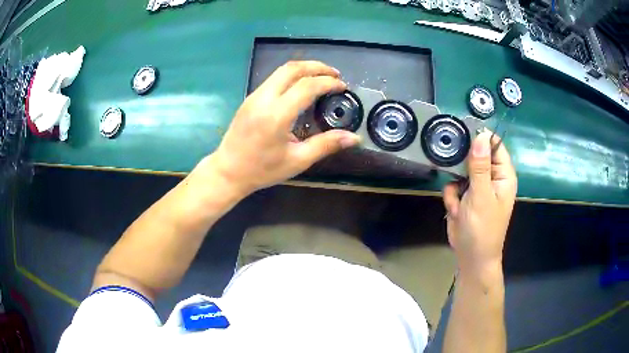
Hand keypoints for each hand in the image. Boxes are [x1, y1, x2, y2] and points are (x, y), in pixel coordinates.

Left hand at [209, 61, 360, 195]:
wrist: (228, 171)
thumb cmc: (262, 170)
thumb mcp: (297, 160)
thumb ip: (326, 145)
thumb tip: (354, 138)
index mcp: (277, 115)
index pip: (307, 86)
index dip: (328, 82)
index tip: (343, 87)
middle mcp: (264, 99)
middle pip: (293, 68)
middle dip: (317, 67)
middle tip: (335, 75)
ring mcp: (254, 96)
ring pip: (281, 70)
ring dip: (304, 69)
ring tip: (321, 77)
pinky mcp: (250, 98)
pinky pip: (273, 78)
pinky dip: (292, 76)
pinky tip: (301, 86)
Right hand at [443, 131, 516, 273]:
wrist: (471, 257)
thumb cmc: (483, 228)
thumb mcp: (482, 196)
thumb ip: (480, 166)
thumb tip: (481, 135)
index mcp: (503, 175)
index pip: (494, 145)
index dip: (480, 138)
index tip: (463, 134)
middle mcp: (492, 177)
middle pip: (476, 155)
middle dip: (463, 165)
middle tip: (458, 176)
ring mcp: (477, 187)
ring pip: (460, 170)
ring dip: (456, 185)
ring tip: (459, 202)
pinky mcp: (465, 196)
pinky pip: (453, 185)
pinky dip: (451, 197)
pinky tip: (455, 210)